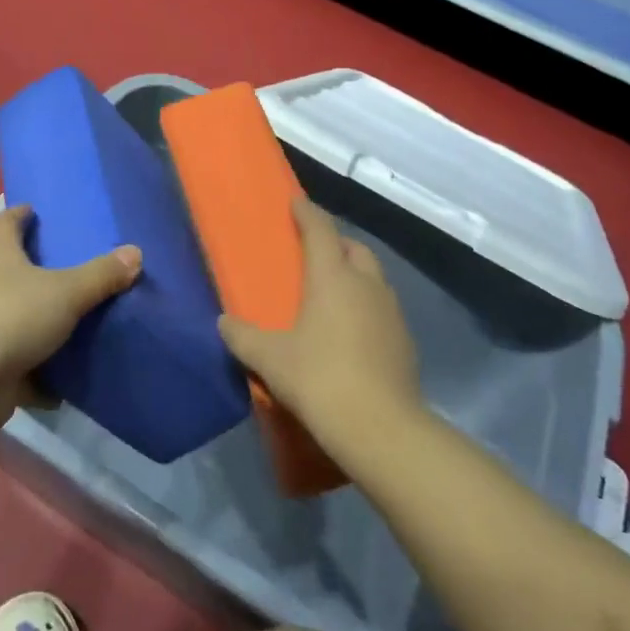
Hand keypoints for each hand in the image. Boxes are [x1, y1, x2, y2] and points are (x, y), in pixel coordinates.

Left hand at [0, 204, 140, 427]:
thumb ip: (100, 274)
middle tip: (66, 264)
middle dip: (32, 266)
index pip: (4, 224)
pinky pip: (19, 366)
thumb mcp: (66, 292)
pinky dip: (39, 373)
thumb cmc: (12, 317)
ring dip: (37, 320)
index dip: (18, 215)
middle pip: (7, 269)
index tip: (33, 209)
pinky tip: (64, 380)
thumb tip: (136, 252)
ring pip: (14, 317)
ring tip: (72, 318)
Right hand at [217, 197, 422, 447]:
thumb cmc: (320, 379)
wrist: (381, 429)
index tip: (296, 201)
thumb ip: (243, 336)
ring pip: (373, 278)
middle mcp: (366, 284)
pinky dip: (367, 307)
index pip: (320, 230)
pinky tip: (352, 332)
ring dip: (354, 275)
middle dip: (335, 243)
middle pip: (353, 248)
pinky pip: (383, 309)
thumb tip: (223, 322)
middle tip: (313, 254)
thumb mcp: (270, 359)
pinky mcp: (405, 341)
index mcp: (332, 276)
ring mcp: (391, 312)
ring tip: (332, 294)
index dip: (307, 212)